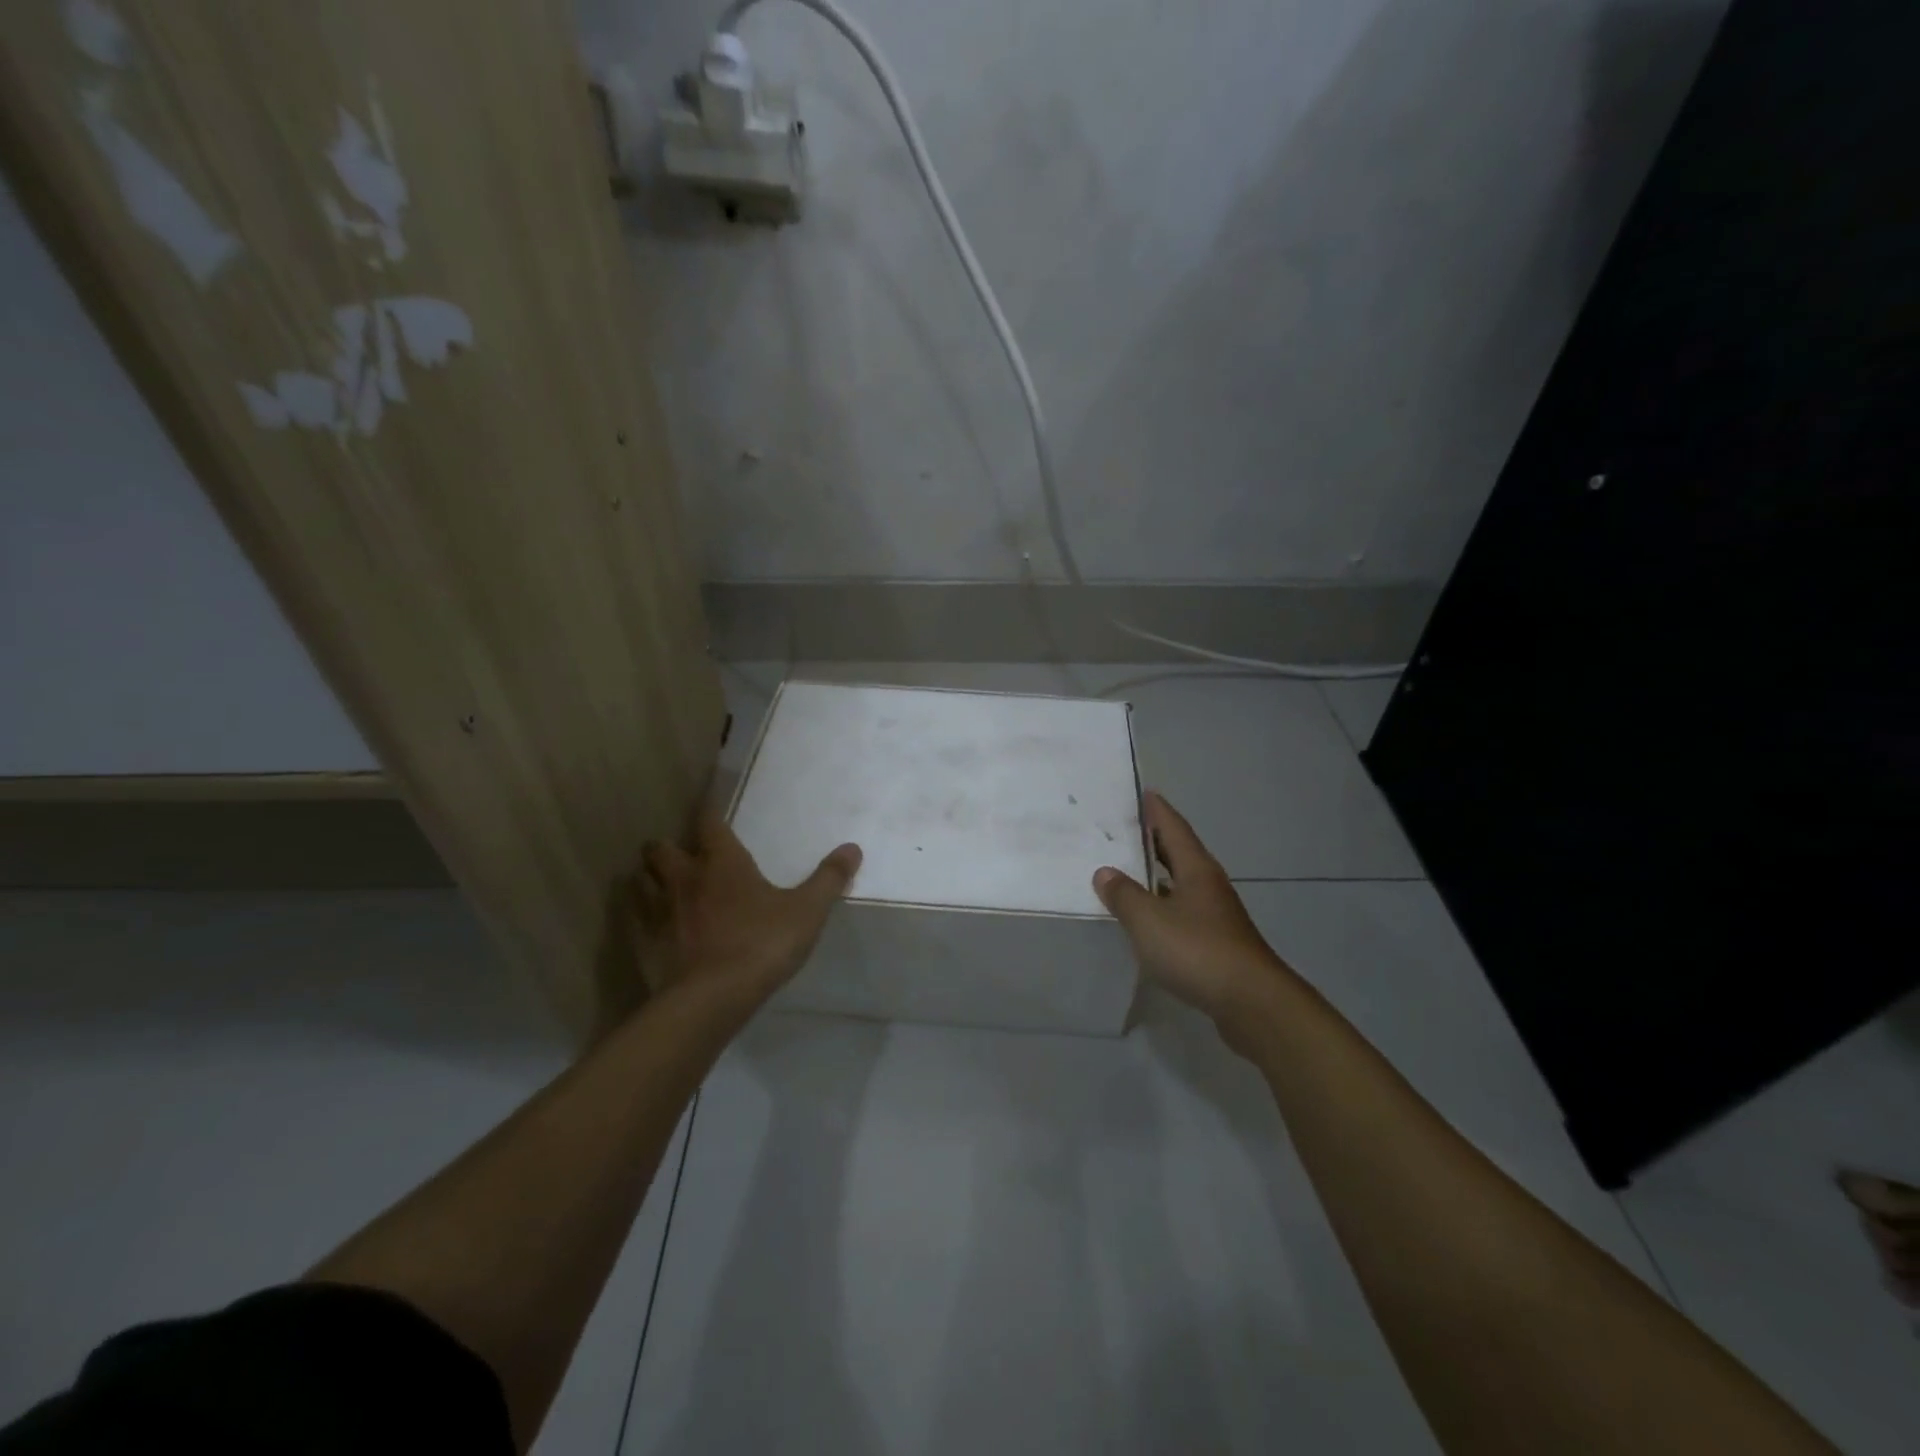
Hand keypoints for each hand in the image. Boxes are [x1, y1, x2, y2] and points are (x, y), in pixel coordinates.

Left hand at [632, 804, 861, 1014]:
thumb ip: (829, 879)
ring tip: (663, 887)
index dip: (709, 814)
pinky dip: (641, 917)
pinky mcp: (643, 944)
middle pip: (659, 848)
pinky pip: (634, 920)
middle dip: (667, 848)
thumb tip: (853, 848)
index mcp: (722, 862)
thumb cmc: (762, 944)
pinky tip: (654, 927)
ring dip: (649, 879)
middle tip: (683, 856)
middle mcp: (684, 878)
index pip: (708, 823)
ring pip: (640, 881)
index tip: (710, 811)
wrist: (711, 999)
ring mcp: (658, 911)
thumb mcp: (807, 911)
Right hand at [1093, 791, 1291, 1030]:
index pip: (1174, 829)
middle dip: (1156, 841)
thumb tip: (1105, 872)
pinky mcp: (1218, 945)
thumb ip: (1124, 894)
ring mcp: (1217, 917)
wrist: (1251, 1003)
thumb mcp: (1148, 920)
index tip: (1145, 793)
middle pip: (1180, 855)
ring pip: (1182, 886)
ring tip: (1130, 872)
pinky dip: (1164, 908)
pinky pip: (1184, 914)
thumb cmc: (1197, 950)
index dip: (1158, 811)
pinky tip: (1148, 920)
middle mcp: (1209, 887)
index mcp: (1196, 870)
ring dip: (1159, 877)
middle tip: (1128, 830)